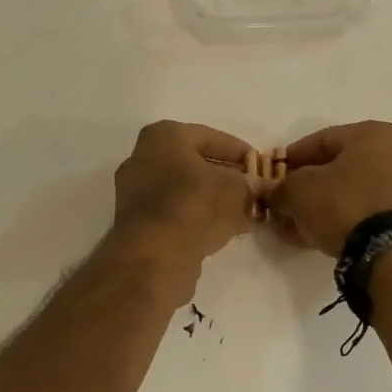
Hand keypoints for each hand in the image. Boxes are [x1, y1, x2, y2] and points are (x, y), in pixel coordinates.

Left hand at [110, 121, 257, 278]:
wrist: (154, 254)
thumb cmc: (195, 204)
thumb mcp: (235, 189)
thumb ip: (249, 186)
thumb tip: (255, 190)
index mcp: (163, 136)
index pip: (209, 137)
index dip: (238, 151)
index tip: (258, 165)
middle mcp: (142, 158)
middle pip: (192, 164)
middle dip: (223, 177)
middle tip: (249, 190)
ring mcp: (134, 192)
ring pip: (182, 190)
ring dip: (210, 200)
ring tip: (240, 214)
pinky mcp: (135, 223)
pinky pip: (172, 213)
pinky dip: (194, 218)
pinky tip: (218, 231)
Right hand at [266, 121, 391, 255]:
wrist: (390, 255)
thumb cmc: (343, 204)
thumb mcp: (297, 191)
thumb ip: (280, 188)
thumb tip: (271, 194)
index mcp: (374, 135)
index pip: (322, 140)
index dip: (292, 157)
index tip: (274, 174)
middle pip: (339, 168)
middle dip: (307, 187)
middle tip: (283, 202)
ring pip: (352, 194)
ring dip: (322, 208)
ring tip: (294, 226)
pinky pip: (367, 215)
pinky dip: (342, 222)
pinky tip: (316, 237)